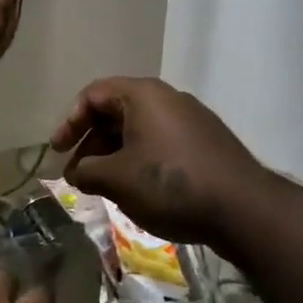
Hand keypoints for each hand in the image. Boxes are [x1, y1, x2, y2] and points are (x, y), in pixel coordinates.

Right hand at [49, 77, 281, 246]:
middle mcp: (168, 98)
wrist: (244, 209)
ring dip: (115, 154)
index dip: (70, 122)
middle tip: (79, 173)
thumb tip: (75, 172)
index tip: (58, 151)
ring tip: (105, 186)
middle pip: (116, 111)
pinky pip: (161, 142)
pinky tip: (139, 189)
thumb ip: (87, 171)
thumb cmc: (171, 184)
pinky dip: (141, 159)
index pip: (94, 94)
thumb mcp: (117, 179)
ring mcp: (191, 119)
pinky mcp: (206, 142)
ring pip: (140, 129)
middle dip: (92, 142)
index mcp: (143, 94)